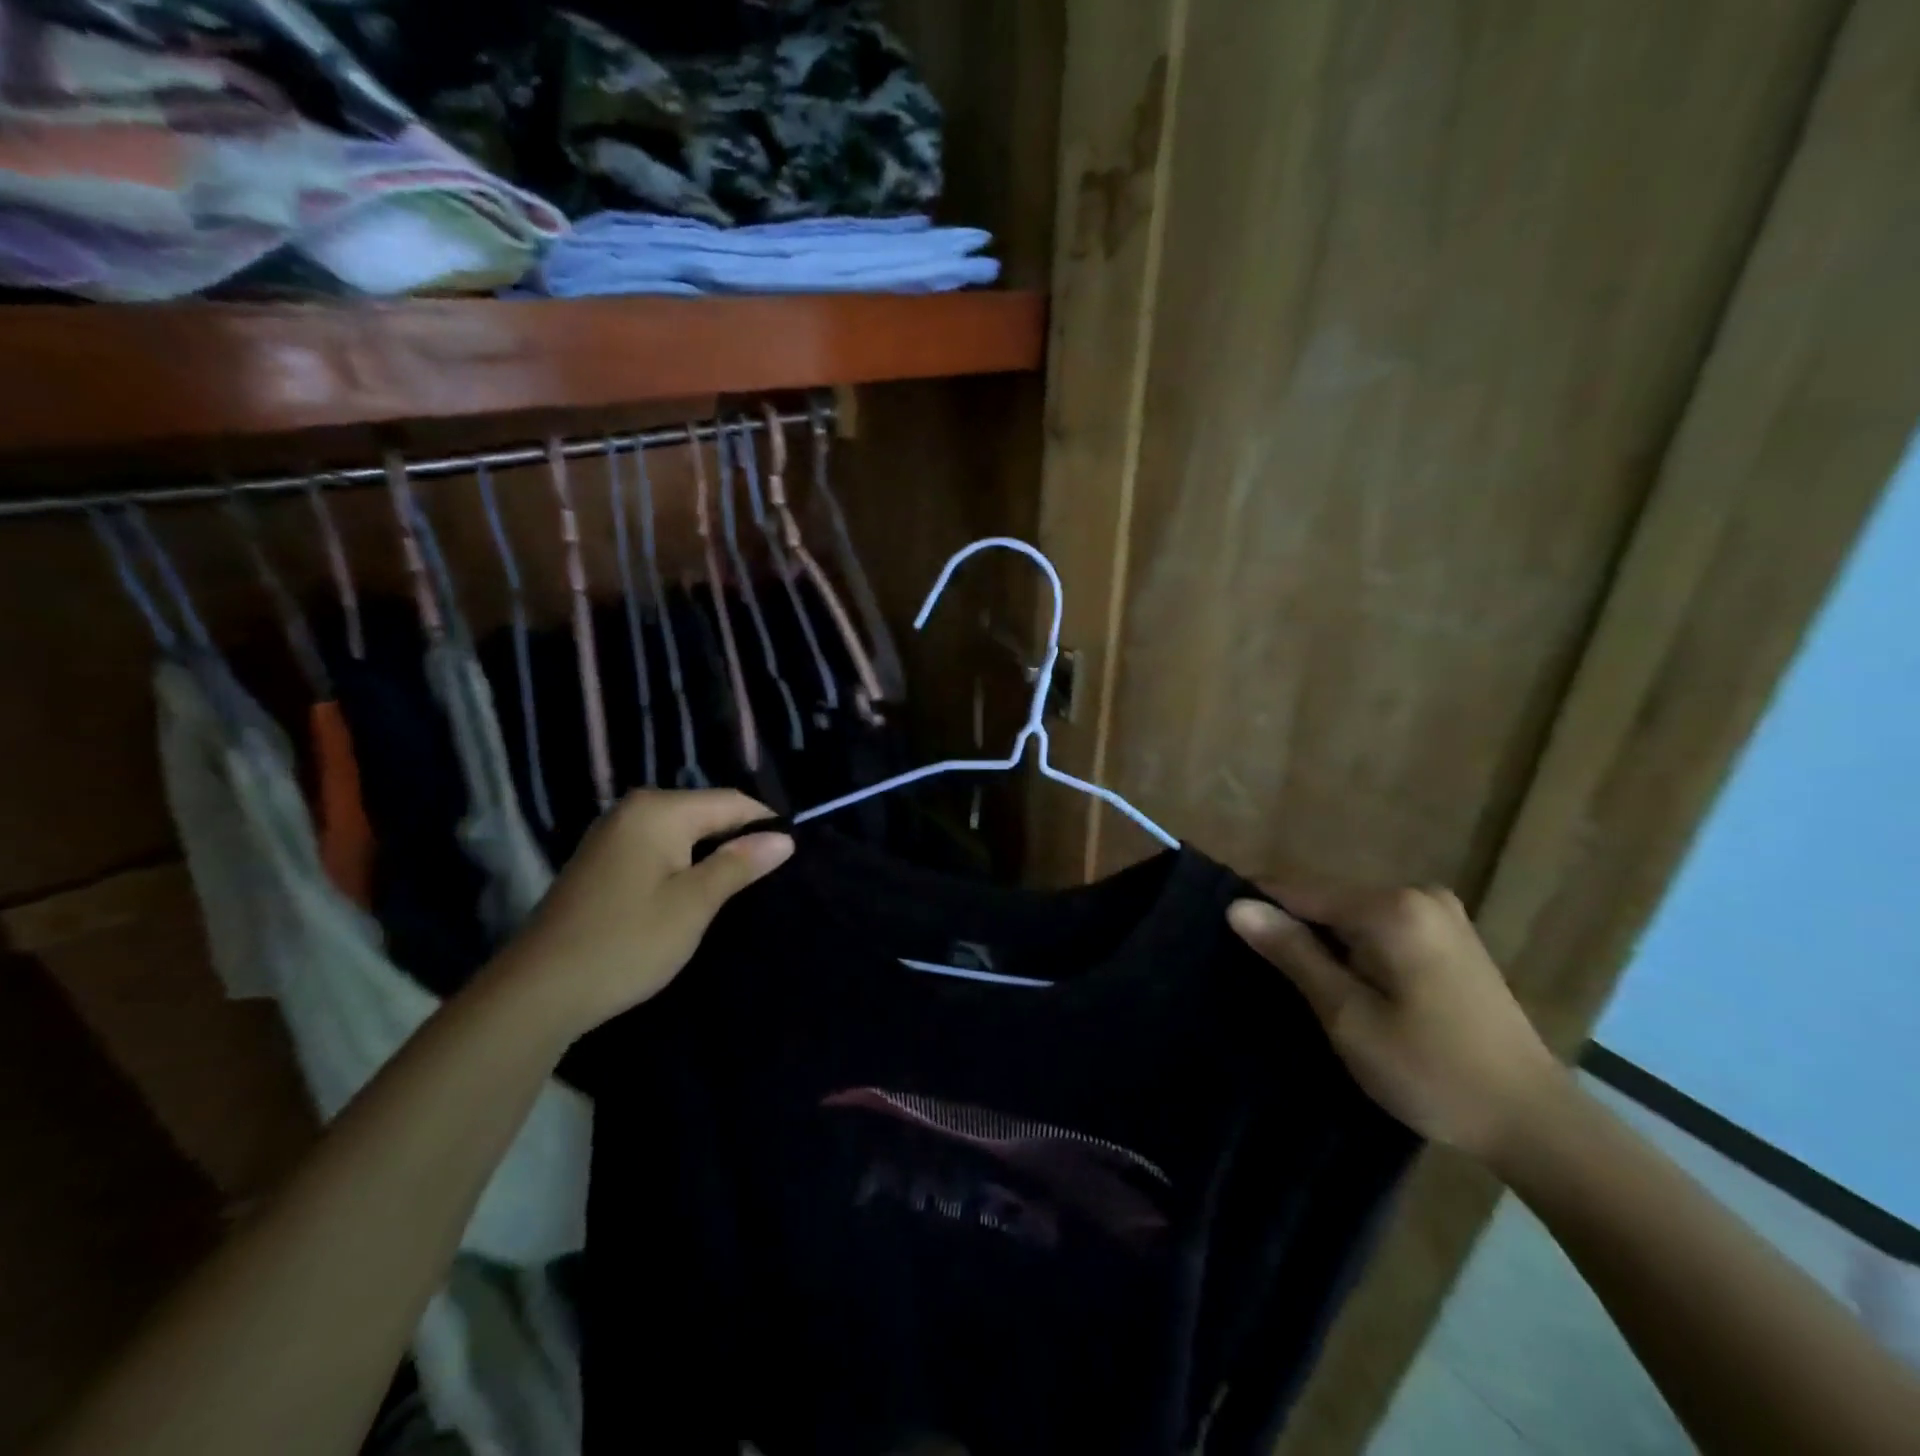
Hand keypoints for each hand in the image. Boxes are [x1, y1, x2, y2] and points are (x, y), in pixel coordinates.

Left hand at [485, 790, 792, 1042]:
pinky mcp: (603, 860)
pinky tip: (697, 892)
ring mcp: (614, 834)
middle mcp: (634, 810)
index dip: (766, 825)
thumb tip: (783, 838)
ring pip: (683, 832)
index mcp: (658, 810)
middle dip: (739, 840)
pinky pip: (660, 848)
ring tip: (743, 886)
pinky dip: (684, 864)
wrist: (538, 991)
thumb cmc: (626, 942)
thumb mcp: (693, 904)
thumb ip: (739, 864)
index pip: (731, 802)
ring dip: (712, 854)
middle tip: (772, 876)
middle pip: (706, 812)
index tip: (794, 855)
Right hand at [1227, 874, 1564, 1161]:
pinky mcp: (1450, 934)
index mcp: (1391, 908)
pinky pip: (1379, 925)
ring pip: (1351, 913)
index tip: (1223, 935)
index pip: (1298, 889)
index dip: (1258, 908)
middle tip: (1264, 973)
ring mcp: (1439, 912)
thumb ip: (1293, 953)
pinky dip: (1354, 946)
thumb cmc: (1431, 1071)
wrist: (1534, 1121)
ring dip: (1323, 940)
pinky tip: (1348, 983)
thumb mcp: (1348, 1016)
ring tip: (1300, 982)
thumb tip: (1237, 906)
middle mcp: (1417, 894)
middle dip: (1292, 927)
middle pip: (1326, 898)